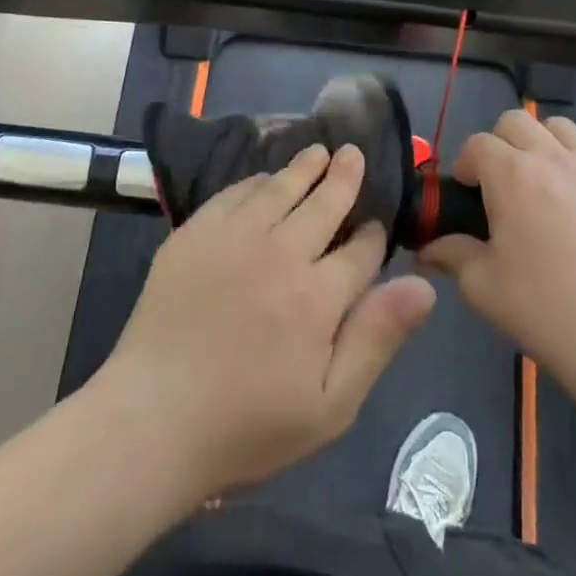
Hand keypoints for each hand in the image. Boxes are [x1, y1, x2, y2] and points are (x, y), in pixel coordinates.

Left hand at [99, 145, 436, 502]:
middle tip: (353, 154)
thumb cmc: (247, 425)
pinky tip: (265, 179)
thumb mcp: (330, 405)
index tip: (377, 228)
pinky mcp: (194, 233)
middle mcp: (279, 252)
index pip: (361, 250)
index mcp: (317, 295)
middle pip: (323, 203)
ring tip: (319, 151)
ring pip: (280, 188)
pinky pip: (234, 193)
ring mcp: (233, 236)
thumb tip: (424, 286)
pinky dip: (257, 181)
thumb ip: (376, 338)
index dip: (374, 235)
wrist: (151, 420)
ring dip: (304, 167)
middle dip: (344, 178)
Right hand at [422, 110, 575, 388]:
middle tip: (502, 182)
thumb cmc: (543, 309)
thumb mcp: (481, 285)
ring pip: (562, 129)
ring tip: (546, 184)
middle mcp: (556, 158)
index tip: (466, 190)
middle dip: (501, 144)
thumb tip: (428, 246)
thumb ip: (451, 254)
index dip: (466, 164)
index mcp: (513, 175)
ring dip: (544, 146)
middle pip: (518, 121)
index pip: (478, 143)